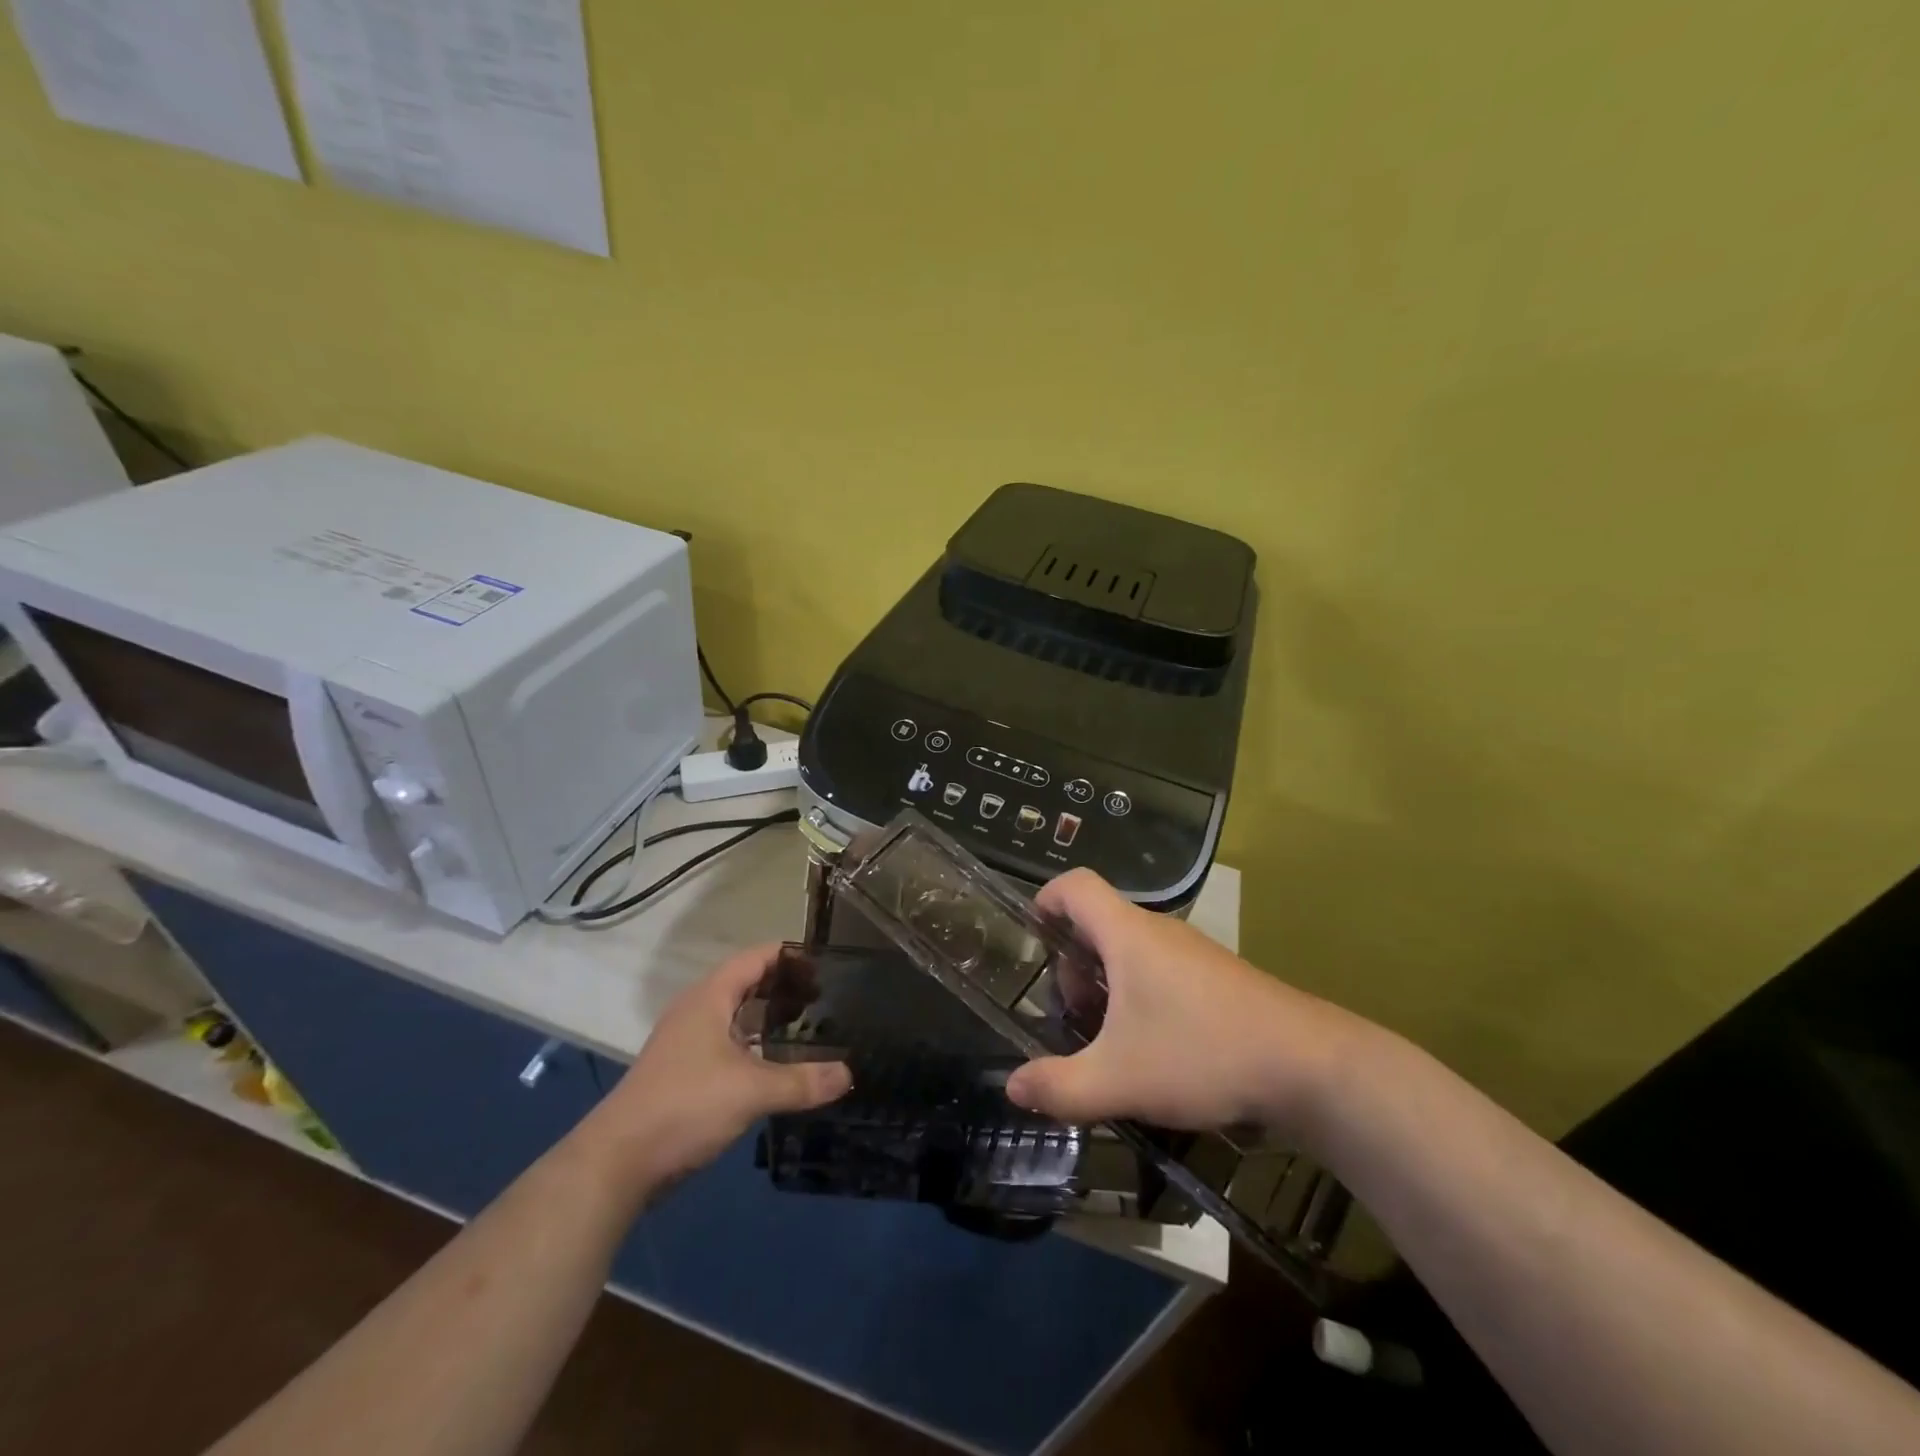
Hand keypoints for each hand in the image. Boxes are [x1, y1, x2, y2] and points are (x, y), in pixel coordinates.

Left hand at [587, 943, 851, 1192]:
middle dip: (785, 987)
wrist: (618, 1163)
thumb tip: (849, 1074)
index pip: (756, 957)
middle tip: (826, 997)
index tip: (826, 963)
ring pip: (738, 1017)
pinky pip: (730, 1044)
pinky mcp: (686, 1073)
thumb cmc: (685, 1106)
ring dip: (771, 1019)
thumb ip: (802, 1081)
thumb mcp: (751, 1091)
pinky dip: (757, 1046)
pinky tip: (781, 1064)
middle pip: (748, 984)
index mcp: (710, 997)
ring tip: (811, 1026)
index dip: (790, 955)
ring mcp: (689, 1043)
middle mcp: (698, 1011)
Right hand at [1005, 869, 1355, 1135]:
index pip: (1074, 885)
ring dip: (1106, 984)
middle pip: (1098, 923)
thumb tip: (1013, 1086)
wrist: (1309, 1066)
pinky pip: (1161, 968)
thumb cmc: (1202, 1054)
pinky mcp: (1217, 977)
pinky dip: (1140, 994)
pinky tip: (1153, 1048)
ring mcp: (1193, 952)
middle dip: (1072, 964)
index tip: (1031, 940)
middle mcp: (1159, 931)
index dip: (1044, 900)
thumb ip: (1059, 1086)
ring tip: (1109, 1040)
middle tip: (1073, 1016)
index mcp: (1128, 934)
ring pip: (1130, 949)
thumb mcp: (1118, 1080)